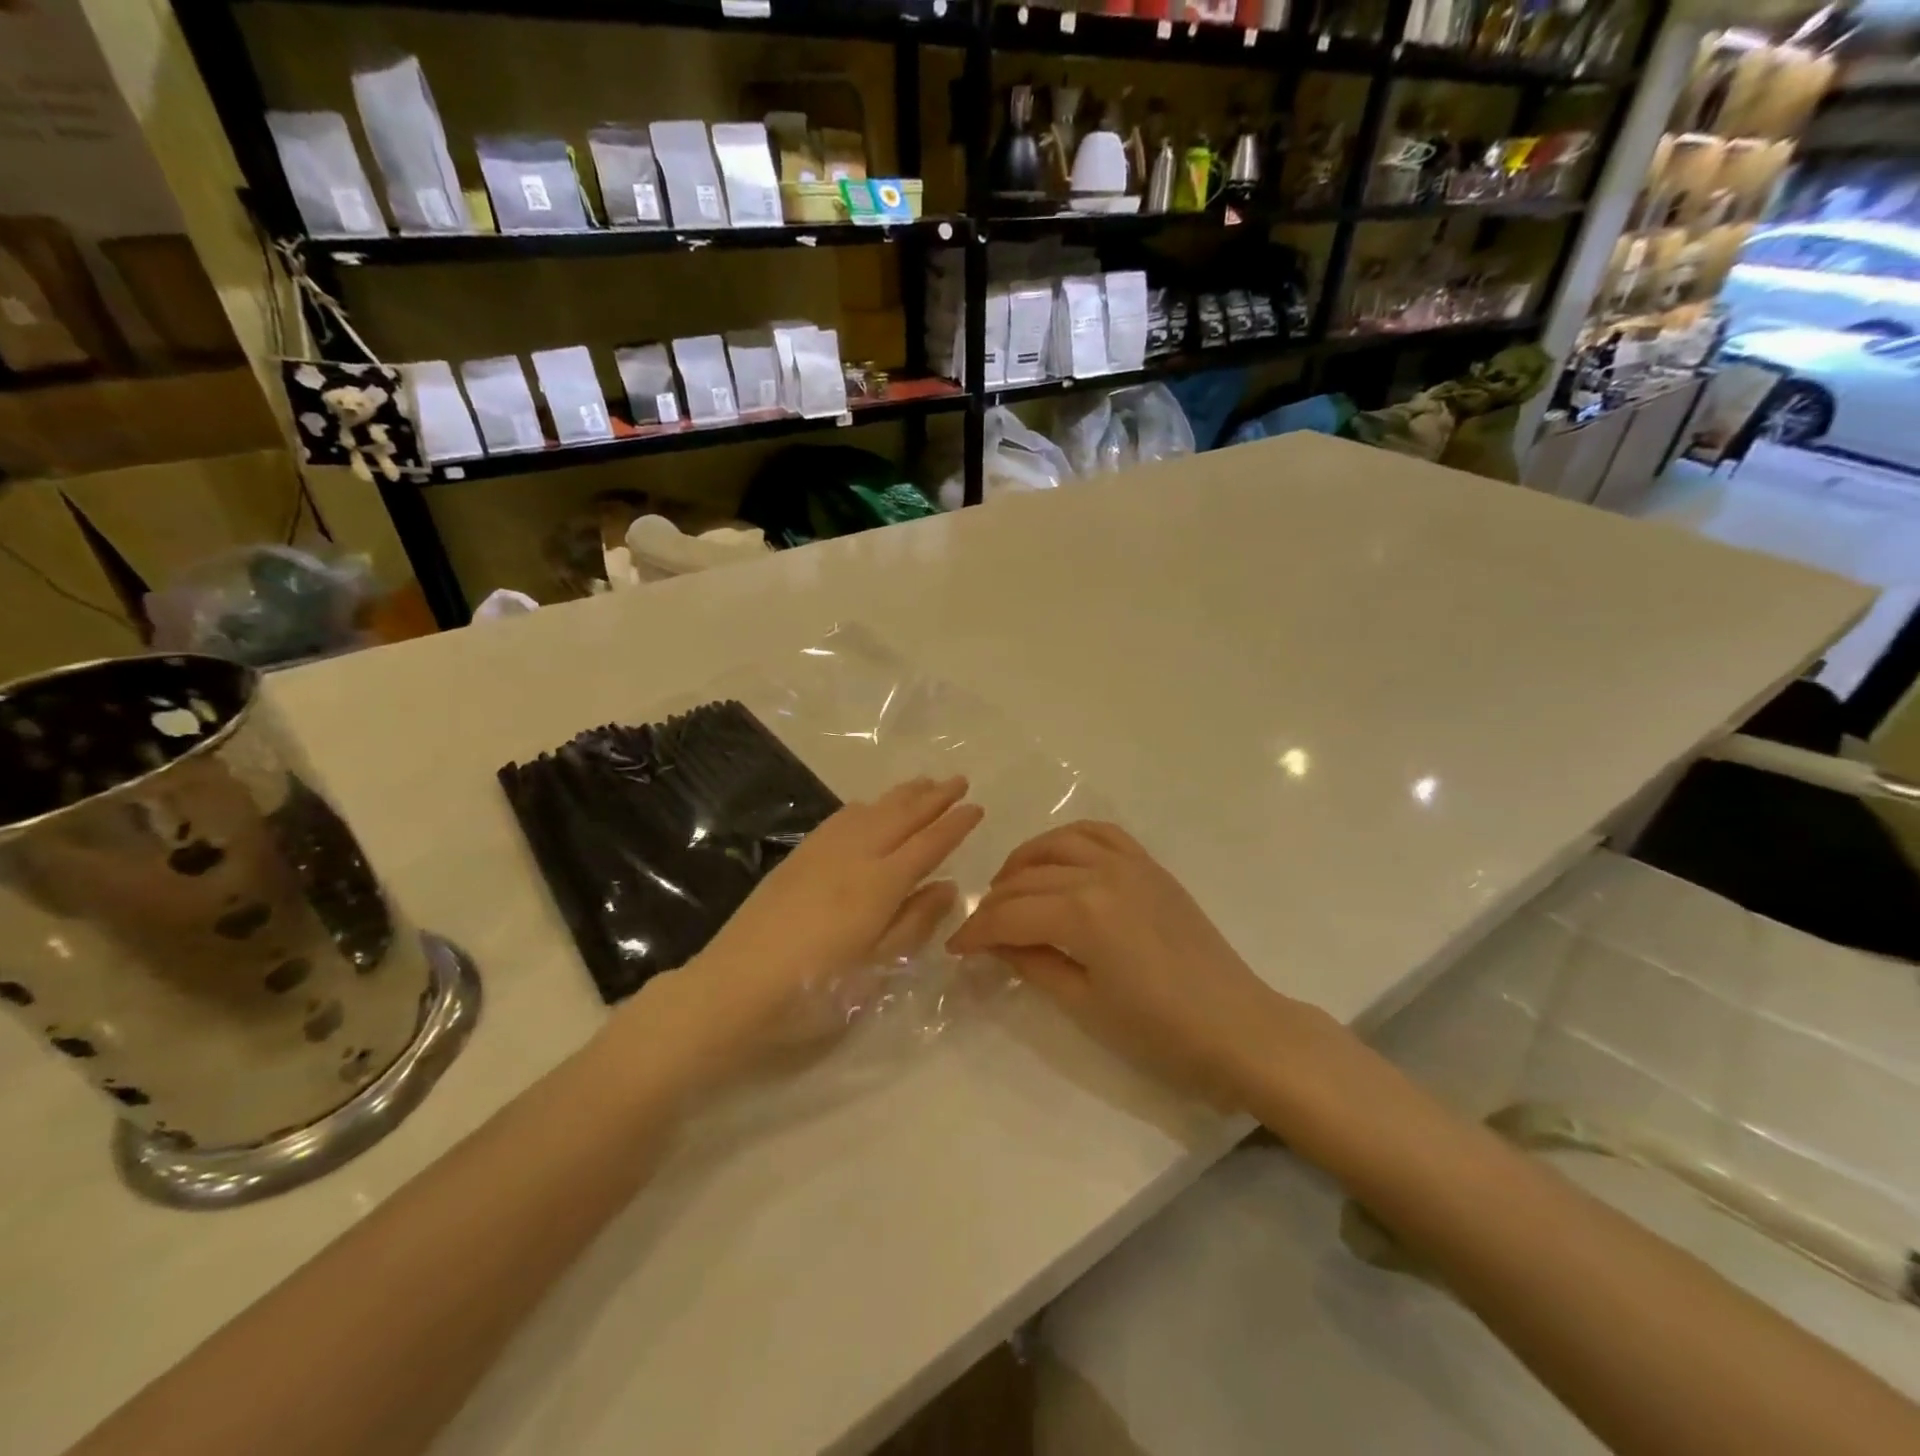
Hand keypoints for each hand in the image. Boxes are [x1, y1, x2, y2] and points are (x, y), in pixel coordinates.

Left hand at [620, 776, 982, 1093]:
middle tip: (959, 780)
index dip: (954, 825)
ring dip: (902, 795)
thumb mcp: (875, 970)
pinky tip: (869, 806)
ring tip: (924, 783)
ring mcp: (822, 852)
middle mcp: (854, 856)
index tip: (976, 807)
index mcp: (879, 885)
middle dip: (934, 797)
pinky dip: (866, 805)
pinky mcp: (797, 857)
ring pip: (871, 810)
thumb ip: (914, 923)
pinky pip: (841, 818)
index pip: (928, 844)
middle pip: (901, 816)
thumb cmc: (812, 992)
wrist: (732, 989)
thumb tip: (948, 886)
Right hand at [948, 821, 1322, 1103]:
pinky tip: (1057, 859)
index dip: (976, 932)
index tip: (954, 949)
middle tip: (978, 930)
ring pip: (1058, 843)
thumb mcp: (1084, 1004)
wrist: (1238, 1028)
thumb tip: (996, 945)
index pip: (1010, 914)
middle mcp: (1100, 874)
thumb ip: (1033, 964)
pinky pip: (1101, 833)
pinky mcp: (1150, 865)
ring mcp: (1129, 863)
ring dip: (1024, 861)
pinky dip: (1069, 839)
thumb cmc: (1159, 1032)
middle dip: (993, 904)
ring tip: (1008, 887)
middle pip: (1027, 878)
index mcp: (1082, 913)